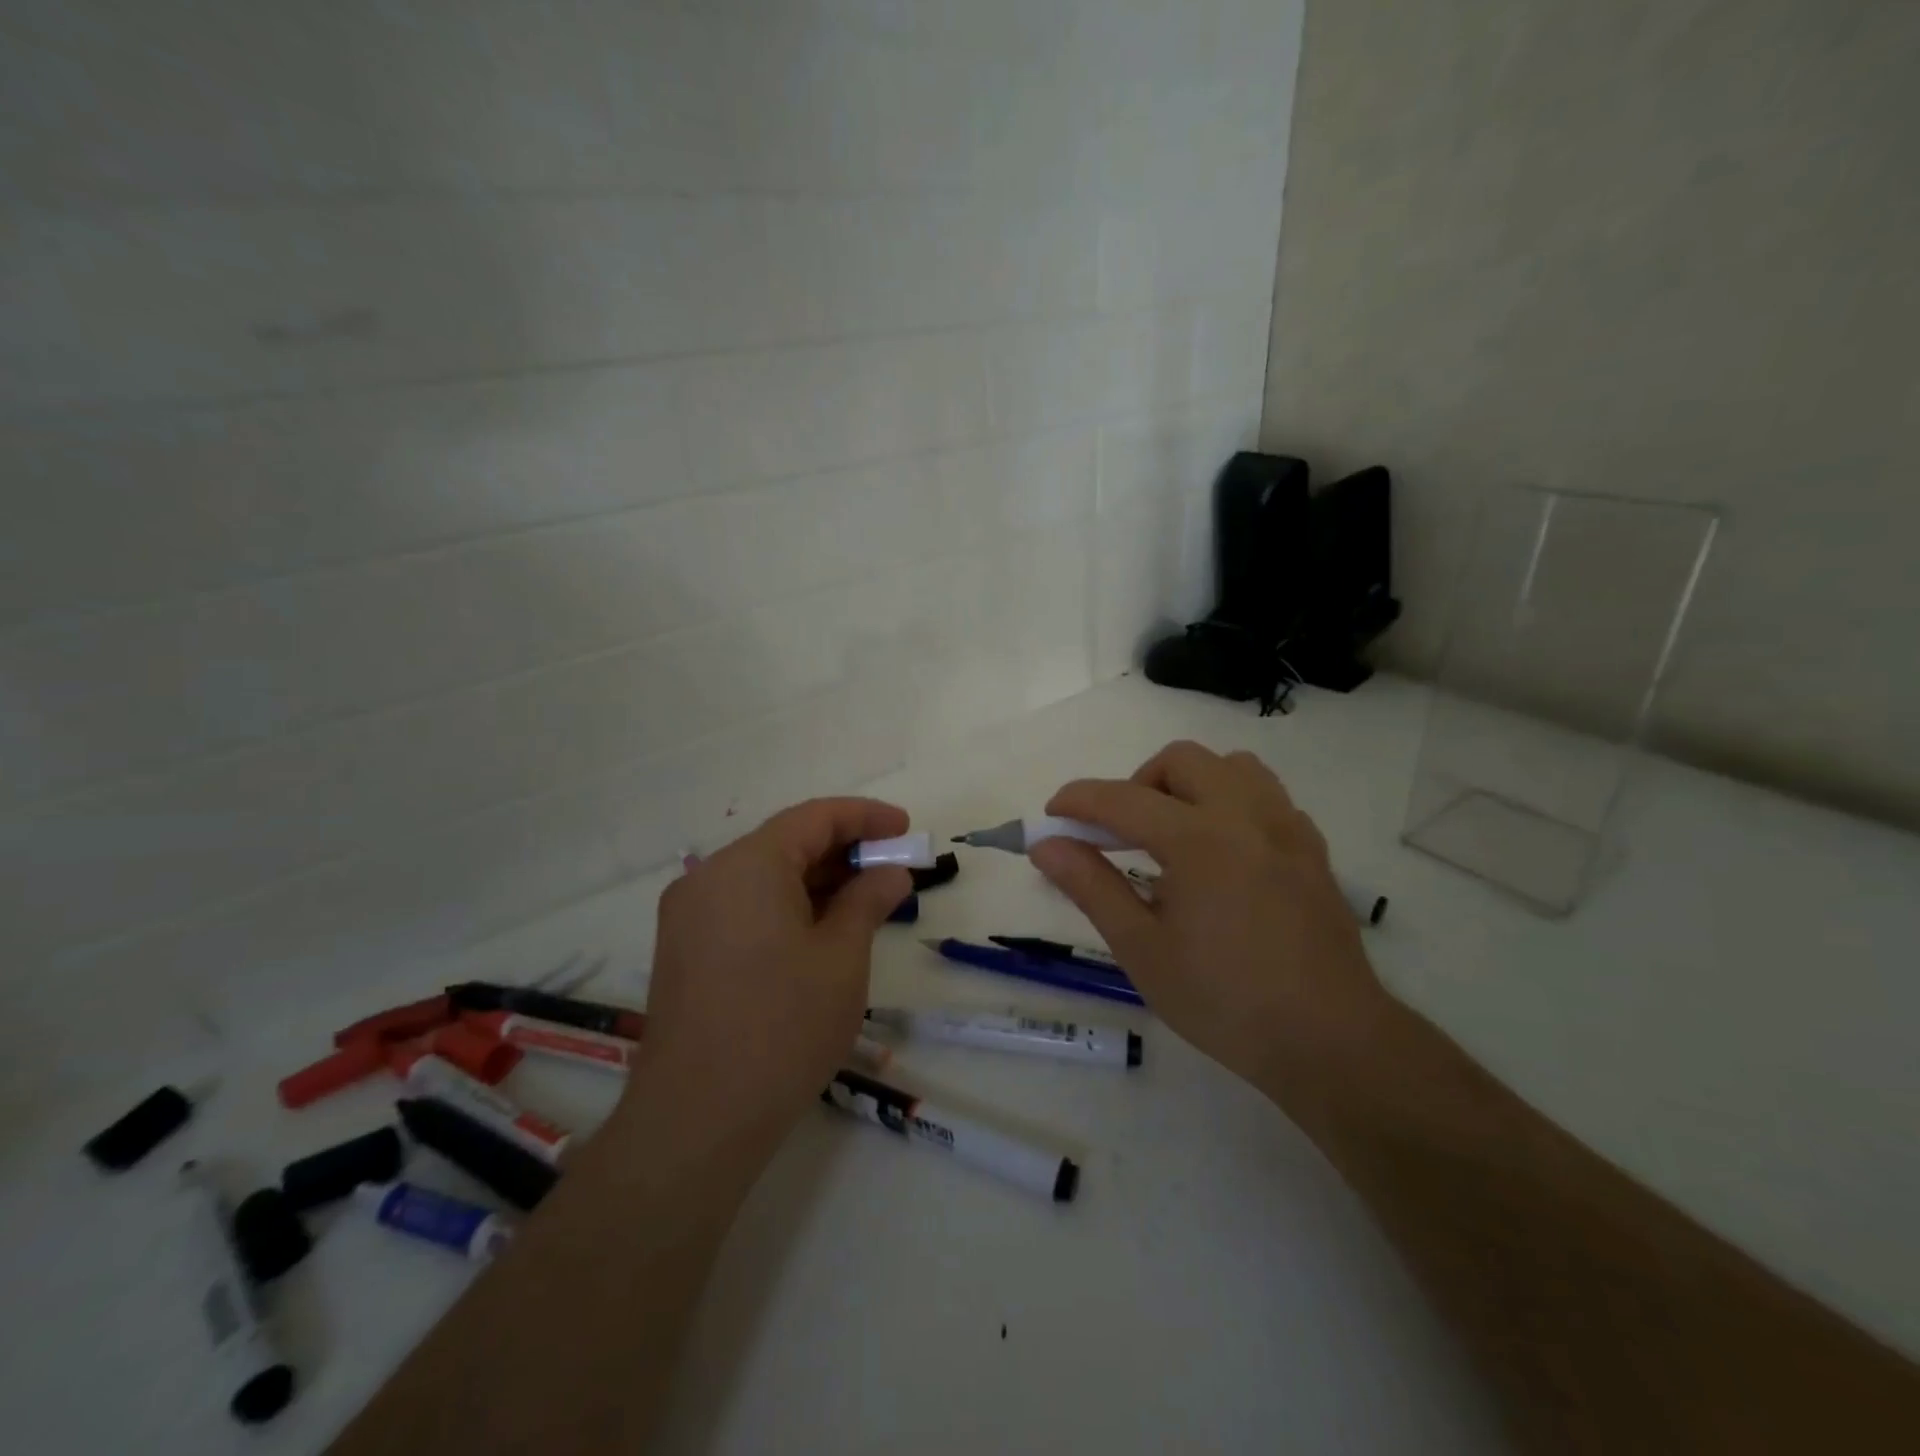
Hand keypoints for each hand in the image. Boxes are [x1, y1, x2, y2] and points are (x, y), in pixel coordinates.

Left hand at [627, 798, 912, 1153]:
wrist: (697, 1119)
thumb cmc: (783, 1027)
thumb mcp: (842, 958)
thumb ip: (868, 901)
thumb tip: (890, 874)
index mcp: (747, 865)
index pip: (814, 817)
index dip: (865, 817)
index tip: (904, 829)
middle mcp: (710, 877)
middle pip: (786, 843)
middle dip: (843, 851)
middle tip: (892, 871)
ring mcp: (689, 915)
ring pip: (764, 877)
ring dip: (817, 881)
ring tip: (865, 901)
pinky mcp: (684, 949)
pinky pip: (743, 907)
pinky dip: (786, 906)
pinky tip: (821, 930)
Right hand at [1028, 742, 1388, 1096]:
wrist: (1330, 1041)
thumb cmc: (1224, 1001)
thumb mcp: (1142, 949)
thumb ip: (1091, 887)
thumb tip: (1045, 845)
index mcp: (1197, 839)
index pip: (1121, 798)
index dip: (1077, 801)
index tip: (1051, 818)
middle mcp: (1244, 815)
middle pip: (1180, 760)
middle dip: (1136, 784)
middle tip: (1119, 834)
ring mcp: (1286, 827)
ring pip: (1230, 766)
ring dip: (1189, 784)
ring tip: (1173, 834)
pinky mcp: (1312, 847)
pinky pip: (1266, 795)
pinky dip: (1231, 802)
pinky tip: (1223, 852)